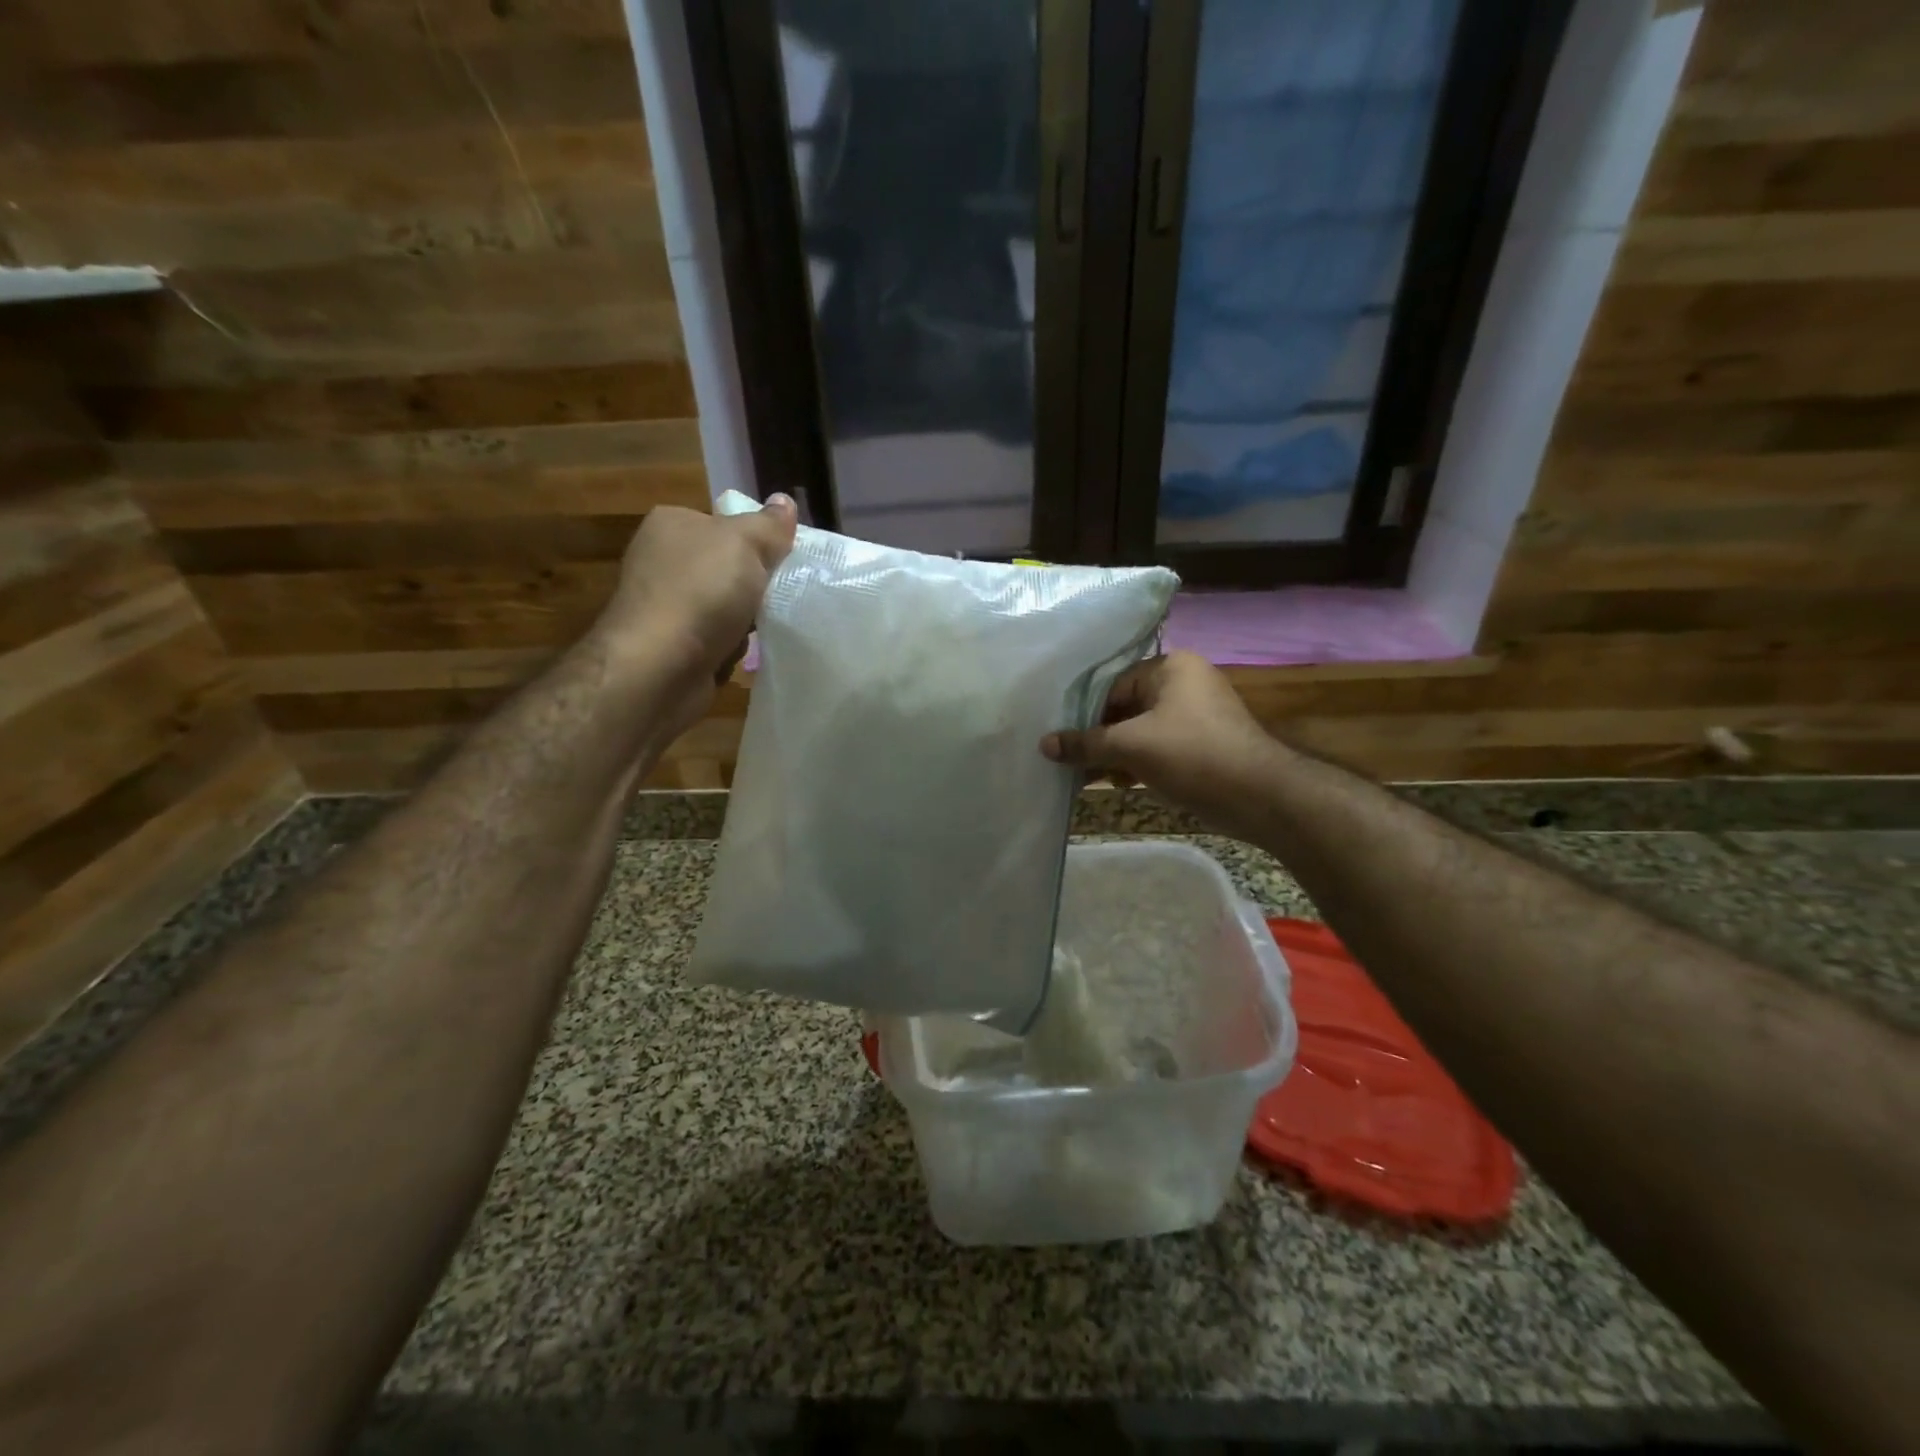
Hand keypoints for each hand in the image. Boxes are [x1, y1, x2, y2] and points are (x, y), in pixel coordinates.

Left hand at [588, 495, 797, 736]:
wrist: (659, 666)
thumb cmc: (702, 591)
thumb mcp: (745, 543)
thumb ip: (769, 525)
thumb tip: (785, 502)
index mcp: (672, 524)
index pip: (726, 524)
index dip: (759, 541)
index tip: (784, 560)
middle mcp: (662, 559)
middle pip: (728, 567)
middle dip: (755, 585)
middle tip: (781, 595)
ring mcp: (664, 605)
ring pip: (725, 606)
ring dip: (747, 620)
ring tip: (765, 628)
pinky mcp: (670, 645)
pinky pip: (715, 639)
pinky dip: (730, 647)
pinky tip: (739, 653)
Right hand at [1041, 651, 1283, 832]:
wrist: (1259, 796)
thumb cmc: (1191, 755)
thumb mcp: (1131, 747)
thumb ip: (1085, 744)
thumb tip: (1044, 744)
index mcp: (1171, 667)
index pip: (1112, 683)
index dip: (1084, 712)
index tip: (1061, 737)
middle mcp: (1184, 683)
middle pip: (1125, 706)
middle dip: (1098, 736)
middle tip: (1068, 759)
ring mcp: (1196, 714)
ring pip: (1140, 729)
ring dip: (1115, 753)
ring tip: (1085, 776)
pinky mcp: (1203, 744)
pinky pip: (1158, 746)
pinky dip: (1137, 762)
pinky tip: (1116, 782)